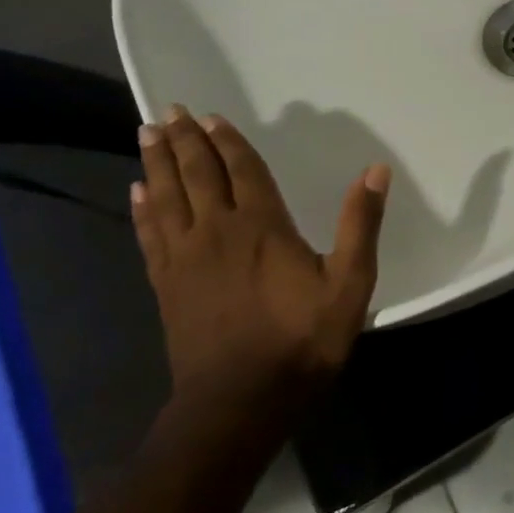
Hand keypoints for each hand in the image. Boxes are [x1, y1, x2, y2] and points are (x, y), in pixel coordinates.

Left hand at [131, 105, 389, 409]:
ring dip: (158, 164)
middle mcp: (217, 231)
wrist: (240, 401)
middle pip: (197, 175)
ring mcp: (185, 259)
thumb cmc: (302, 340)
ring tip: (148, 135)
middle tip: (170, 111)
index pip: (241, 170)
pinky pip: (150, 234)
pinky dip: (143, 209)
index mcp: (262, 226)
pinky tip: (138, 193)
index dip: (227, 142)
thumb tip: (376, 170)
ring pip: (166, 198)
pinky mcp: (166, 285)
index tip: (211, 116)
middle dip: (185, 141)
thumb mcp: (350, 283)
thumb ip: (360, 224)